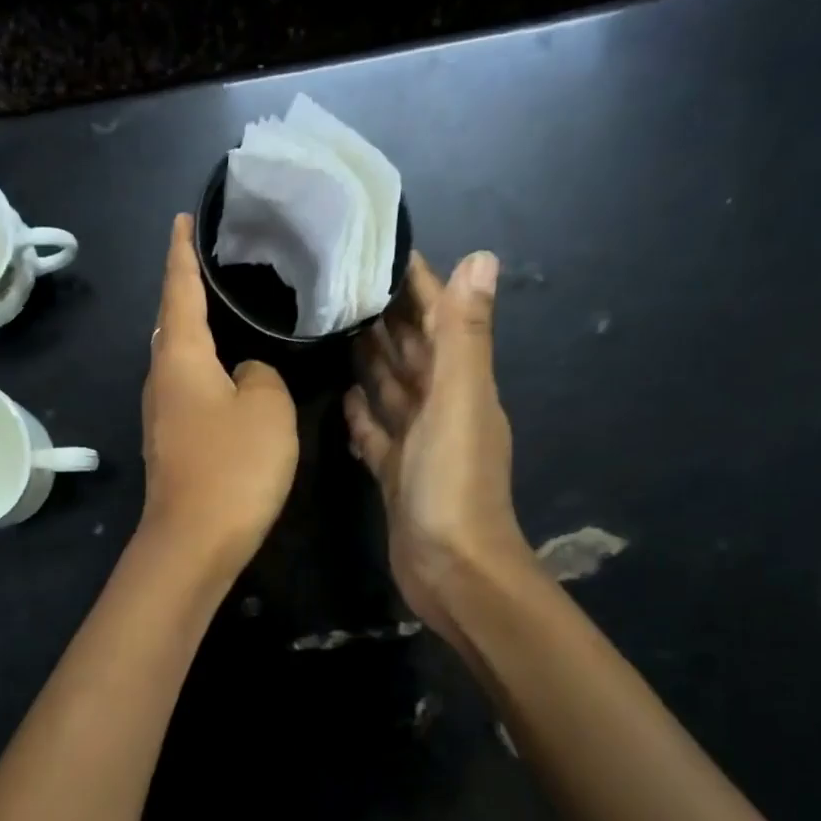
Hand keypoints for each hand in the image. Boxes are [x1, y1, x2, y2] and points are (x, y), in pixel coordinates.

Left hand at [139, 214, 297, 575]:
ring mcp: (161, 415)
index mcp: (180, 358)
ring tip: (226, 311)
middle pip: (171, 324)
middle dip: (186, 291)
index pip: (178, 290)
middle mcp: (161, 380)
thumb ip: (261, 374)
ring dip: (196, 333)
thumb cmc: (233, 465)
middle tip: (215, 264)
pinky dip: (204, 370)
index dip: (181, 253)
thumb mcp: (267, 406)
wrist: (195, 540)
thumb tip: (245, 374)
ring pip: (178, 360)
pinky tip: (226, 373)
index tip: (181, 220)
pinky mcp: (171, 444)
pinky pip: (187, 390)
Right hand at [345, 250, 536, 637]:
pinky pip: (377, 435)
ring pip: (393, 392)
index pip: (440, 321)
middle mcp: (443, 409)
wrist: (452, 569)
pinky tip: (343, 398)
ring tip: (339, 331)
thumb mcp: (459, 402)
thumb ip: (465, 335)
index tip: (388, 252)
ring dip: (373, 363)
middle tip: (349, 286)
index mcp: (462, 385)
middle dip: (389, 319)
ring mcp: (419, 445)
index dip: (421, 286)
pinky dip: (363, 415)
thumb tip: (481, 257)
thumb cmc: (453, 484)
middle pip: (414, 353)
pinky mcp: (396, 475)